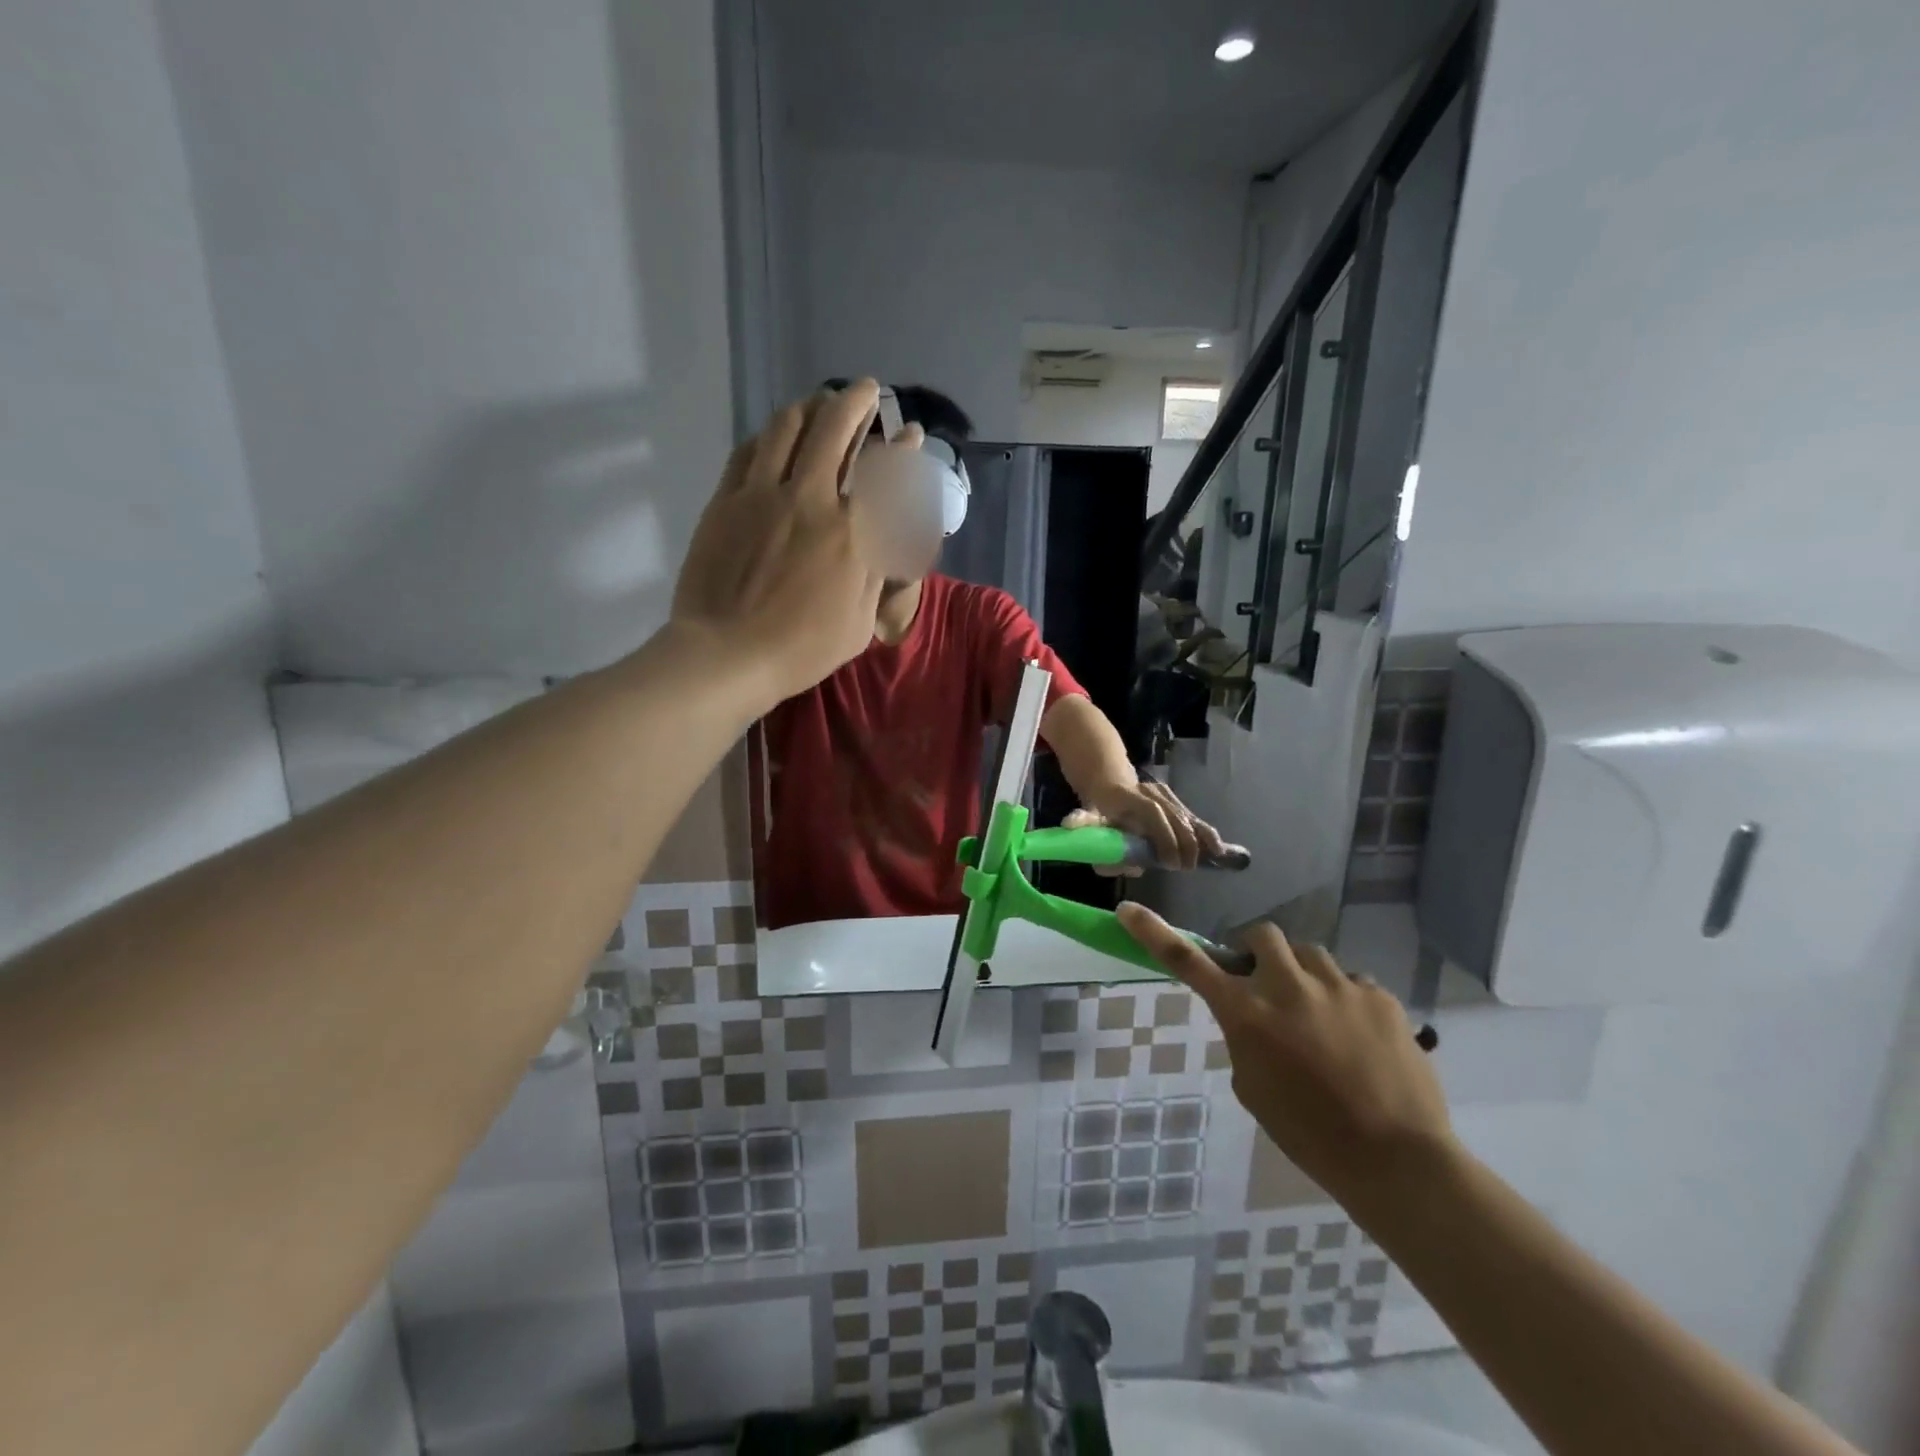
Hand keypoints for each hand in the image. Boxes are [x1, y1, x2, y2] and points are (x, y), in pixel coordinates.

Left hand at [672, 382, 886, 703]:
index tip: (910, 432)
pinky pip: (748, 451)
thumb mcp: (859, 623)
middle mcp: (811, 500)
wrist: (727, 654)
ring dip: (809, 407)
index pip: (885, 475)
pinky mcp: (726, 501)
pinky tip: (774, 434)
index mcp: (851, 535)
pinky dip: (768, 435)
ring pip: (787, 428)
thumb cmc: (801, 650)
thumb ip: (873, 575)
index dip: (902, 448)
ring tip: (818, 402)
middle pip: (835, 430)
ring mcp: (763, 495)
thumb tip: (881, 540)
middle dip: (854, 401)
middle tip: (864, 389)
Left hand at [1067, 777, 1226, 871]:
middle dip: (1183, 843)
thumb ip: (1083, 822)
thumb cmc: (1098, 805)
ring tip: (1211, 858)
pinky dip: (1205, 832)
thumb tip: (1072, 824)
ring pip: (1186, 815)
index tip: (1169, 862)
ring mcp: (1165, 794)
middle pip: (1174, 816)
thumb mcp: (1086, 813)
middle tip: (1185, 868)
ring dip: (1199, 838)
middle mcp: (1151, 792)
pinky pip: (1192, 817)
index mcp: (1129, 796)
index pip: (1152, 812)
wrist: (1108, 778)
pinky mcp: (1174, 799)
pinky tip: (1220, 849)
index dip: (1164, 836)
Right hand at [1116, 904, 1452, 1200]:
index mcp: (1246, 1013)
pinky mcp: (1380, 996)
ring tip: (1320, 1016)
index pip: (1187, 961)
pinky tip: (1359, 1037)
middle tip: (1268, 984)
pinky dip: (1346, 1000)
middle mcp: (1287, 986)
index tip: (1129, 909)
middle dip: (1258, 953)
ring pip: (1310, 954)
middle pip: (1261, 935)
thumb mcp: (1252, 1086)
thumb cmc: (1309, 1134)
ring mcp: (1338, 986)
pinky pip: (1353, 981)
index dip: (1154, 932)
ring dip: (1304, 975)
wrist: (1396, 1161)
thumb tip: (1255, 1014)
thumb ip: (1244, 1037)